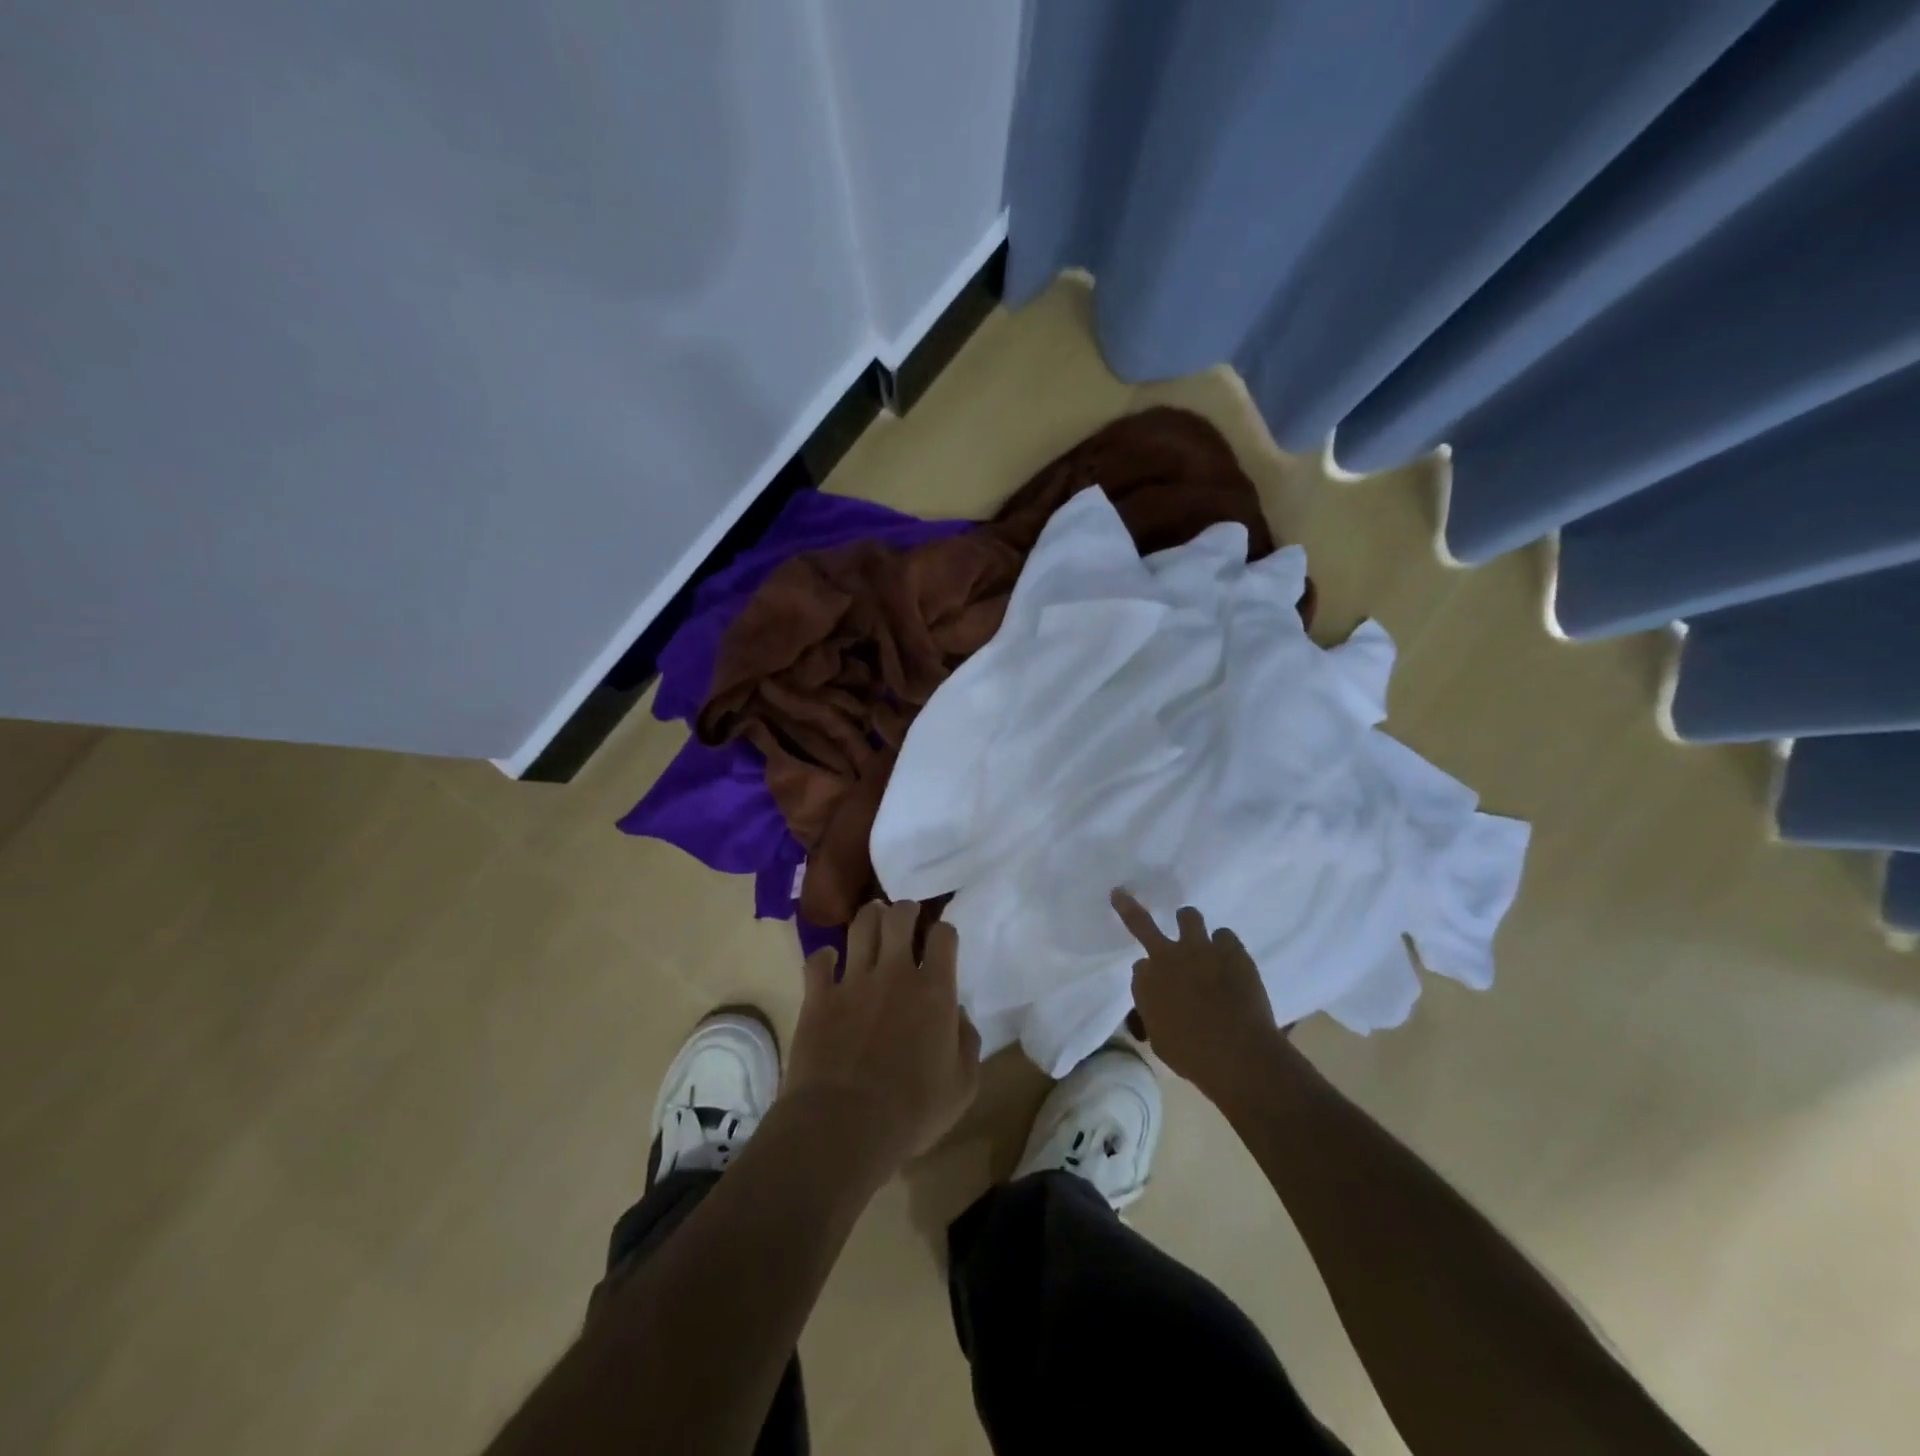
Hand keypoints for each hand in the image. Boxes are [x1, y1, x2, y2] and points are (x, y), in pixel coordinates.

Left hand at [783, 899, 980, 1171]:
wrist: (844, 1126)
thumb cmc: (912, 1112)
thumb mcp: (963, 1086)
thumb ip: (967, 1043)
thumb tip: (957, 1016)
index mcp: (935, 991)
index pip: (944, 936)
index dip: (944, 932)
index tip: (942, 940)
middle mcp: (895, 973)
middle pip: (900, 917)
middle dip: (906, 910)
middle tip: (907, 915)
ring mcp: (853, 981)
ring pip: (861, 926)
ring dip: (870, 917)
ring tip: (874, 918)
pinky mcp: (819, 997)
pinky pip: (818, 961)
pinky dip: (824, 957)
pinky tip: (830, 962)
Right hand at [1111, 889, 1283, 1107]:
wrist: (1237, 1054)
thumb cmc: (1192, 1057)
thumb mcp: (1160, 1041)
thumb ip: (1155, 1013)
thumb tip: (1159, 1002)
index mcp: (1146, 982)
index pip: (1139, 967)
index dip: (1148, 974)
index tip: (1157, 985)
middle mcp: (1166, 957)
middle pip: (1142, 923)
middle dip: (1129, 907)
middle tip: (1123, 896)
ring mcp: (1200, 948)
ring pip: (1188, 916)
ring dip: (1189, 923)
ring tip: (1197, 935)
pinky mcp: (1231, 950)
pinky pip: (1225, 934)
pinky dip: (1225, 946)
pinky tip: (1230, 960)